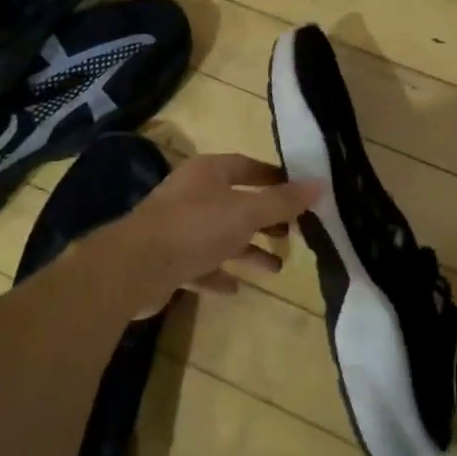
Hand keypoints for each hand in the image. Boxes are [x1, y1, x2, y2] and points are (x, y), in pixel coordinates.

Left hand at [105, 153, 320, 312]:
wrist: (135, 266)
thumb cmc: (195, 227)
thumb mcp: (246, 212)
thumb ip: (283, 201)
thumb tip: (320, 183)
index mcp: (208, 173)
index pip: (247, 167)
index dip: (274, 178)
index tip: (299, 193)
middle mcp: (192, 195)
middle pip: (236, 203)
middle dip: (265, 220)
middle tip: (292, 235)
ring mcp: (178, 228)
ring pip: (221, 237)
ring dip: (247, 251)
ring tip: (276, 268)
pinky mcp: (168, 260)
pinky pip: (201, 265)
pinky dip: (220, 274)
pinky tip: (237, 288)